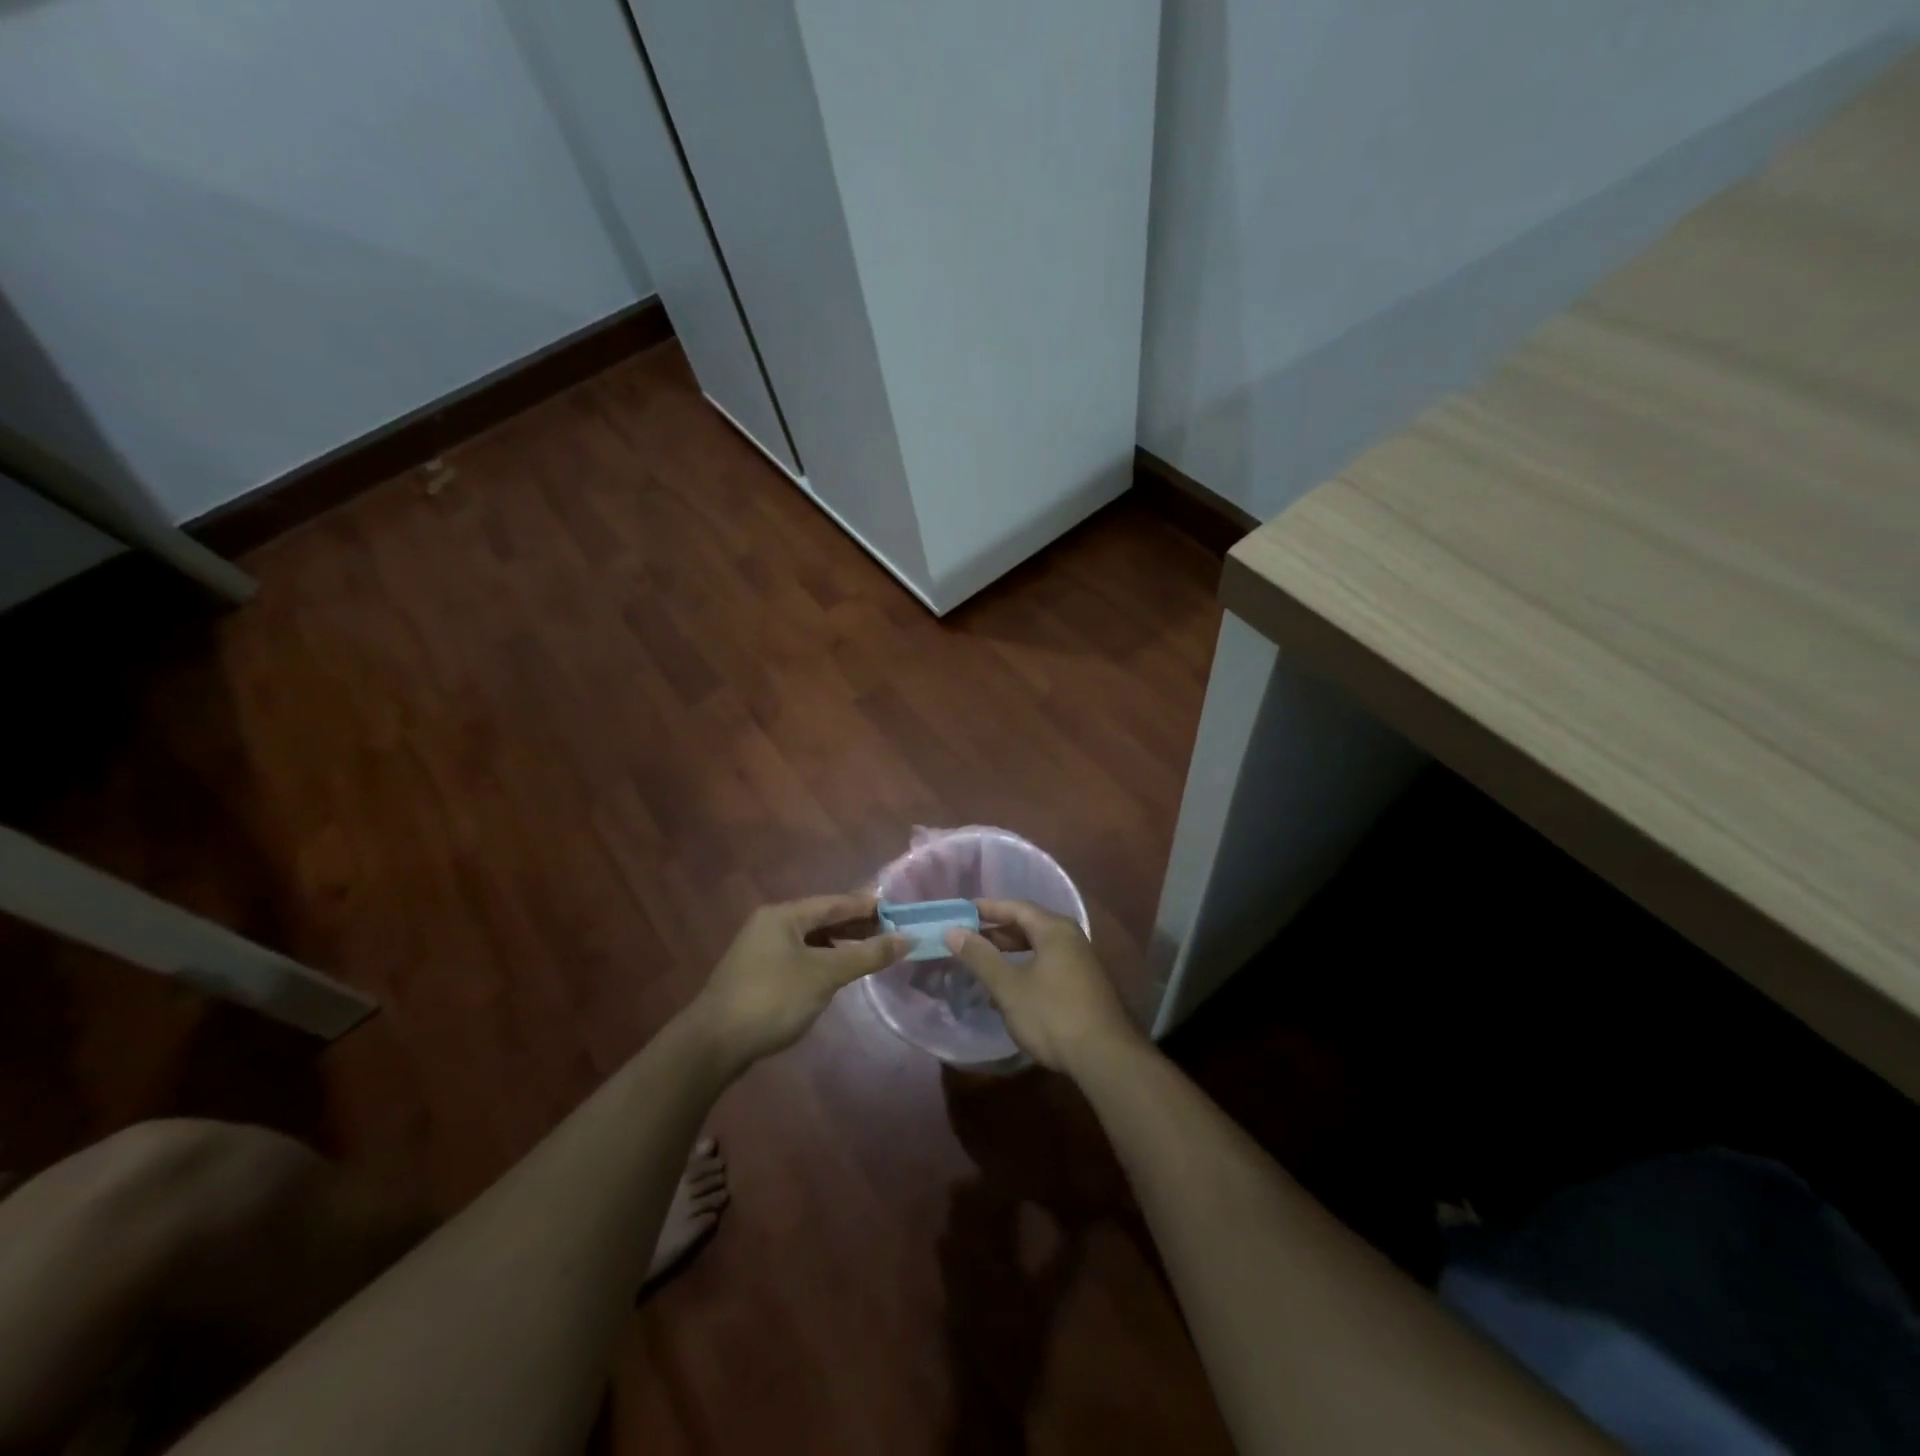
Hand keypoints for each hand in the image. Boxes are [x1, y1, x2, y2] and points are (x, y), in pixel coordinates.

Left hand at [689, 895, 905, 1072]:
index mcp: (784, 915)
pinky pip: (799, 957)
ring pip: (810, 939)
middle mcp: (770, 924)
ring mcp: (760, 950)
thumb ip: (866, 954)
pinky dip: (822, 959)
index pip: (834, 902)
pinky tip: (837, 973)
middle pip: (822, 918)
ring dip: (840, 943)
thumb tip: (907, 938)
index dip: (867, 905)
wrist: (713, 1045)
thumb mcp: (825, 975)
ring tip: (870, 951)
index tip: (898, 910)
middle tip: (891, 932)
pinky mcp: (757, 975)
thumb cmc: (772, 999)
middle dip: (856, 925)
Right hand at [945, 899, 1145, 1074]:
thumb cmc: (1053, 1015)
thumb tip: (953, 931)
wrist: (1105, 1058)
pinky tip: (1008, 990)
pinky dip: (1024, 968)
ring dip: (1009, 953)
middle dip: (996, 932)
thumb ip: (980, 957)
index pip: (1015, 907)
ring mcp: (1080, 961)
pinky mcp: (1083, 984)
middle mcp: (1070, 938)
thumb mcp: (1009, 987)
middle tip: (966, 939)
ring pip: (1038, 947)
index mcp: (1054, 929)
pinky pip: (1047, 965)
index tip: (960, 913)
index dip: (986, 908)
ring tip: (981, 963)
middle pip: (1028, 925)